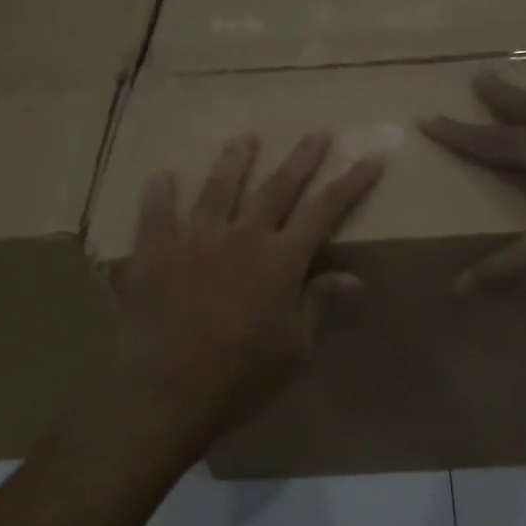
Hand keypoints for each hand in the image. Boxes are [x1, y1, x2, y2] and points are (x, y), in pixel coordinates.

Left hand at [112, 132, 382, 445]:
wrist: (166, 393)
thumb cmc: (241, 378)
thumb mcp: (295, 349)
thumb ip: (318, 304)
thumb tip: (353, 278)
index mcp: (282, 260)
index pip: (326, 209)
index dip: (351, 182)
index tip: (371, 157)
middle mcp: (242, 236)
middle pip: (277, 186)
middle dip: (302, 158)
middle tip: (317, 132)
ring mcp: (195, 239)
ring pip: (219, 187)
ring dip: (236, 159)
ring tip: (245, 137)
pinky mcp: (154, 252)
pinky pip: (156, 213)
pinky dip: (160, 192)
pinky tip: (161, 175)